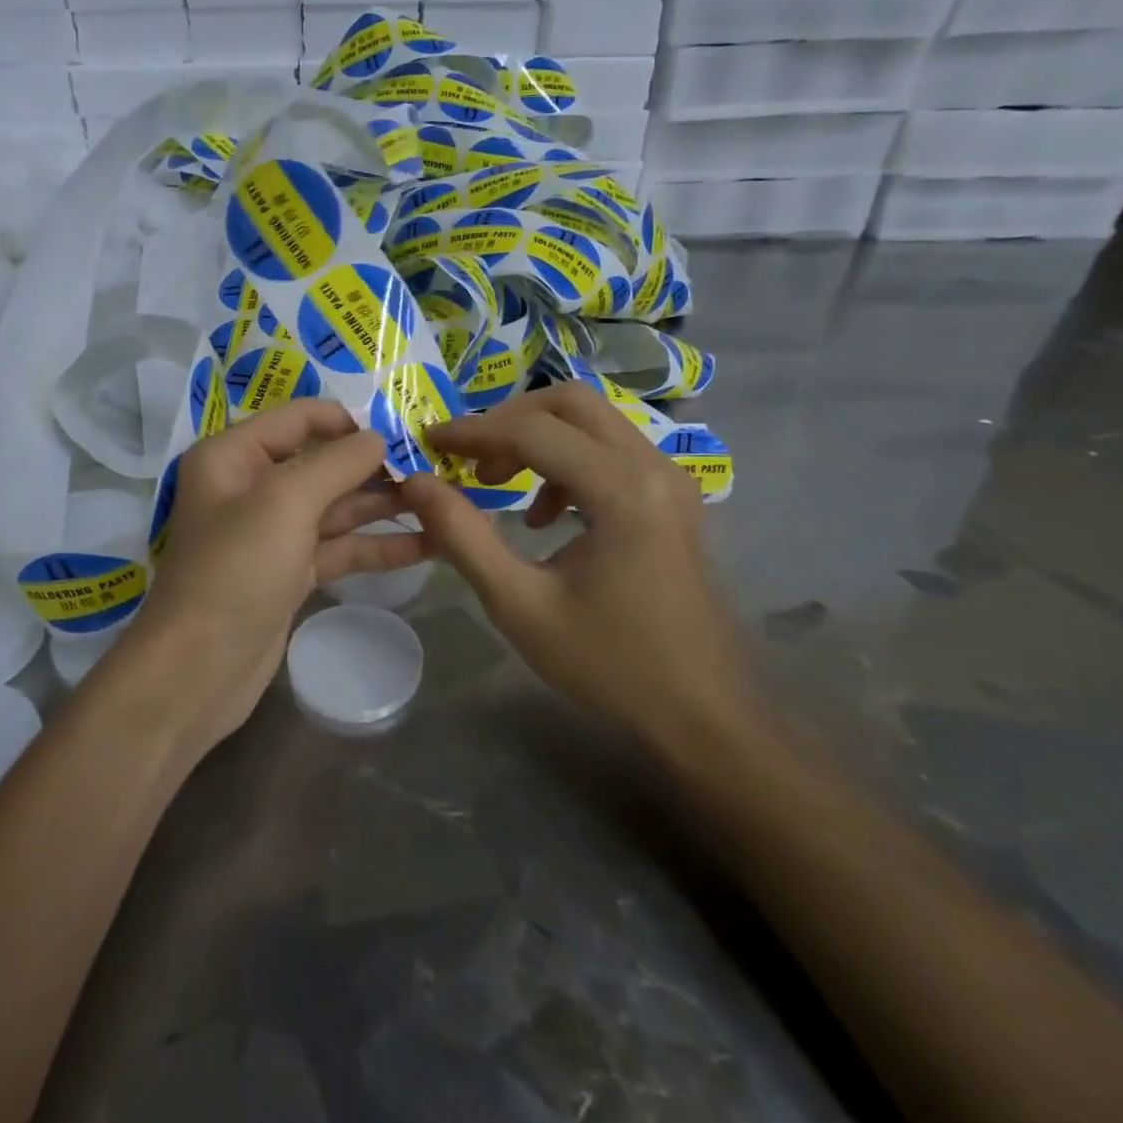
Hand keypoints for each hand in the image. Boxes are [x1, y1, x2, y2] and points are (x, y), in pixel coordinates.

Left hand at [124, 400, 431, 755]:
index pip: (299, 418)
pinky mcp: (290, 572)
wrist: (199, 671)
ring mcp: (272, 533)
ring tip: (443, 501)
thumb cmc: (236, 570)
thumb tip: (377, 438)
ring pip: (336, 507)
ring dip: (384, 505)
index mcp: (233, 455)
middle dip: (375, 465)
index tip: (403, 432)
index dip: (349, 421)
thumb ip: (336, 462)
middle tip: (435, 468)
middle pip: (322, 462)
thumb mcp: (286, 502)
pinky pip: (338, 547)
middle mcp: (250, 487)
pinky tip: (427, 545)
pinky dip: (377, 545)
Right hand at [399, 383, 760, 755]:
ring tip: (497, 485)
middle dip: (509, 420)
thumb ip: (462, 535)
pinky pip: (612, 452)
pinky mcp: (674, 500)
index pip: (532, 430)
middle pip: (571, 403)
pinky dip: (567, 462)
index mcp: (621, 489)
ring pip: (594, 422)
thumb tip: (415, 482)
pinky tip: (545, 515)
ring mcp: (672, 481)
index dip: (472, 431)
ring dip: (539, 439)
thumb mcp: (519, 604)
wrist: (706, 719)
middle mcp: (654, 467)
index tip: (427, 441)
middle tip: (469, 458)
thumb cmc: (610, 665)